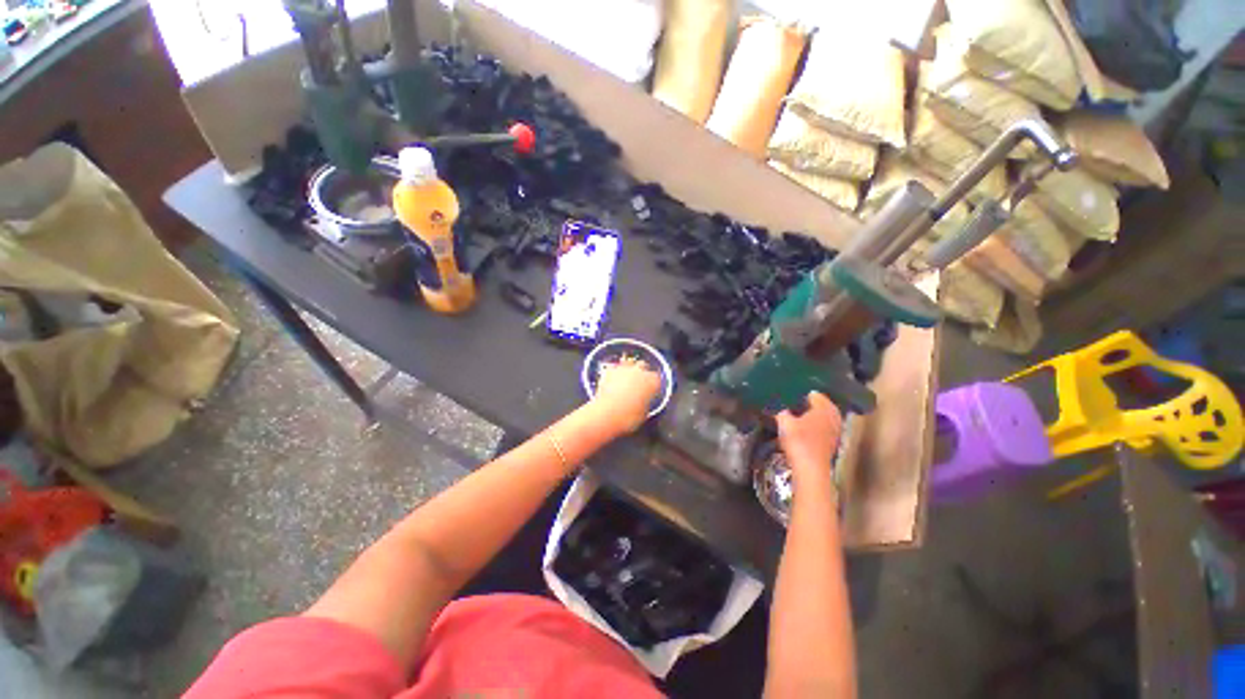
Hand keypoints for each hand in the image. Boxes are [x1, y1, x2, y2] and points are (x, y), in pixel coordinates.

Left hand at [590, 355, 662, 435]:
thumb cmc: (627, 418)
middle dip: (641, 373)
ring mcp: (624, 368)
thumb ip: (645, 403)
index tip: (650, 392)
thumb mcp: (644, 414)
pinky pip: (614, 368)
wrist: (606, 415)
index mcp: (652, 382)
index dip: (653, 386)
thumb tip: (642, 402)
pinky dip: (614, 373)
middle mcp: (640, 371)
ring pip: (629, 363)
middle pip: (643, 366)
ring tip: (625, 380)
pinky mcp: (609, 370)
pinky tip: (612, 381)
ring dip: (628, 370)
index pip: (657, 379)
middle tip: (638, 384)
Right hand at [776, 392, 842, 485]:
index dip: (804, 394)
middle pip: (824, 406)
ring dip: (815, 416)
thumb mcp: (784, 422)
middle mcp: (833, 418)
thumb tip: (779, 407)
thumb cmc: (798, 441)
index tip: (793, 394)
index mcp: (823, 408)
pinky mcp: (832, 443)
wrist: (810, 469)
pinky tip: (806, 430)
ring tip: (801, 416)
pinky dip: (817, 427)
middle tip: (798, 404)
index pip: (816, 395)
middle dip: (812, 405)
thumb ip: (781, 412)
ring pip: (825, 418)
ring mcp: (835, 431)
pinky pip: (825, 429)